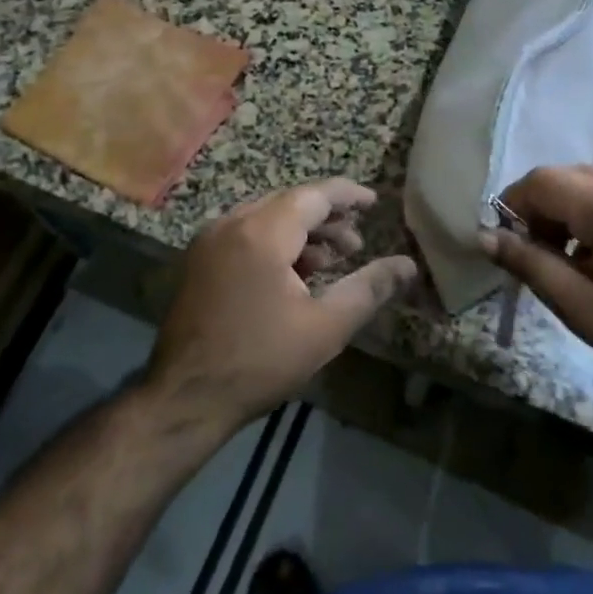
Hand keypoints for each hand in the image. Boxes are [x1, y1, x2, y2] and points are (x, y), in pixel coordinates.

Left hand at [146, 178, 415, 431]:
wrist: (184, 398)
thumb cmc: (260, 361)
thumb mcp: (325, 327)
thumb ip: (369, 289)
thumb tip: (408, 265)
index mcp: (262, 232)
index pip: (314, 195)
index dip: (348, 195)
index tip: (374, 202)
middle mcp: (232, 223)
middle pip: (289, 203)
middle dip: (326, 218)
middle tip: (356, 244)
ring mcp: (210, 240)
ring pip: (267, 217)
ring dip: (301, 232)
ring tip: (332, 260)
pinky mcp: (199, 259)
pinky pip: (246, 233)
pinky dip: (275, 242)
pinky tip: (294, 273)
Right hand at [481, 165, 592, 416]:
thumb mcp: (587, 313)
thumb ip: (533, 267)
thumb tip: (486, 237)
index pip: (542, 181)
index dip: (512, 207)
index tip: (506, 248)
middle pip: (566, 177)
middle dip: (540, 212)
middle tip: (538, 262)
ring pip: (590, 183)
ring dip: (567, 214)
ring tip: (572, 265)